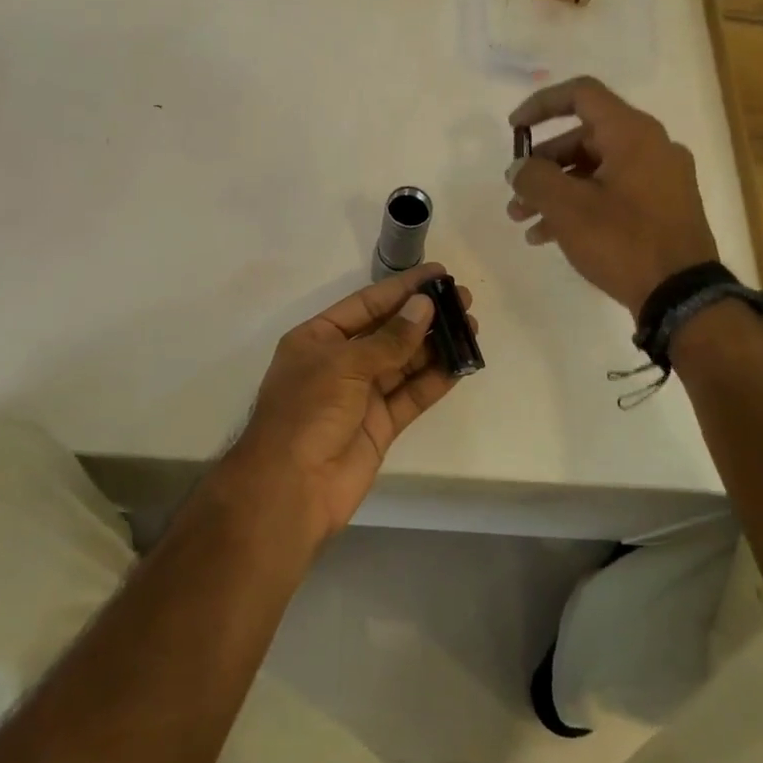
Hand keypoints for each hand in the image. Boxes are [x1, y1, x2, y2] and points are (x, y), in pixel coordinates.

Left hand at [218, 264, 474, 549]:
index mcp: (318, 339)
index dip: (401, 289)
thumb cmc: (307, 412)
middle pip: (388, 331)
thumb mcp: (344, 365)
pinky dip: (435, 380)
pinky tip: (461, 364)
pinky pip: (411, 395)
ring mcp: (361, 395)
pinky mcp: (380, 425)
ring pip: (404, 363)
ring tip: (471, 327)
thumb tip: (424, 307)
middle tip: (463, 300)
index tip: (438, 274)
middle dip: (424, 315)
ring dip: (436, 345)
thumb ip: (389, 339)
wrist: (291, 488)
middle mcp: (340, 362)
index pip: (366, 304)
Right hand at [507, 76, 718, 316]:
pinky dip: (580, 205)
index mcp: (632, 133)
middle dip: (542, 165)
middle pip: (583, 138)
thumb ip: (534, 178)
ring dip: (555, 190)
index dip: (541, 105)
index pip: (581, 94)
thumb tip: (519, 168)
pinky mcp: (662, 208)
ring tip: (523, 220)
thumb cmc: (622, 241)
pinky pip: (612, 193)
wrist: (682, 296)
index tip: (514, 130)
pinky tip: (548, 236)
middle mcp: (651, 146)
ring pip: (594, 170)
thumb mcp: (567, 208)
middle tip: (515, 192)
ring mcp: (660, 179)